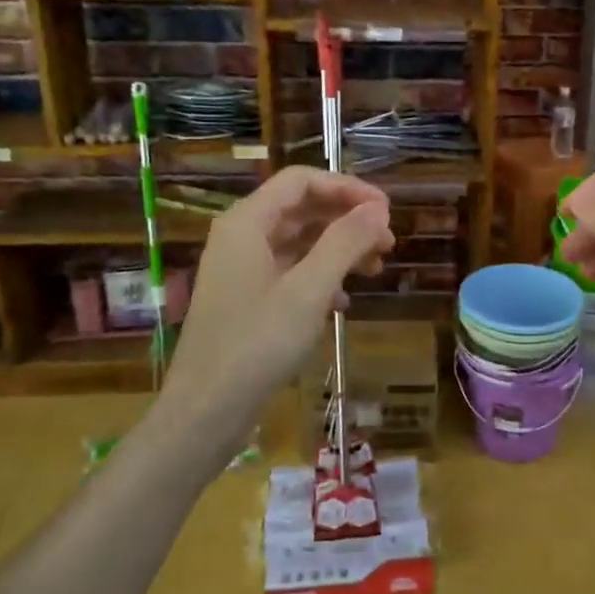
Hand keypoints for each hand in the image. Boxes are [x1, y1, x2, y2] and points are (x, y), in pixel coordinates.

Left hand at [163, 167, 393, 430]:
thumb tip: (378, 209)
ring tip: (375, 269)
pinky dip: (321, 277)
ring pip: (299, 241)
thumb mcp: (309, 291)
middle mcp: (241, 237)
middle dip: (347, 219)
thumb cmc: (256, 345)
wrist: (206, 412)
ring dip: (339, 249)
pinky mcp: (248, 299)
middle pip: (301, 209)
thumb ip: (344, 243)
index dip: (347, 187)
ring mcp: (242, 270)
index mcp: (247, 223)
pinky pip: (290, 271)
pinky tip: (344, 302)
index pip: (301, 181)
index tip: (385, 211)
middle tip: (388, 242)